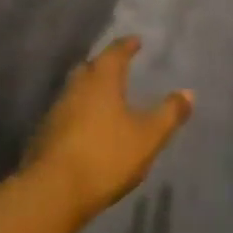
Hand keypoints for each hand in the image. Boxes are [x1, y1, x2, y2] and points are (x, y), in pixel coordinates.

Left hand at [24, 37, 192, 226]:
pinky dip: (79, 113)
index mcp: (101, 82)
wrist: (53, 191)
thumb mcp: (148, 137)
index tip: (135, 40)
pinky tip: (88, 126)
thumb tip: (188, 92)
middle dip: (103, 65)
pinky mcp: (45, 136)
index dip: (126, 46)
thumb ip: (169, 114)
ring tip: (105, 97)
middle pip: (89, 69)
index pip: (114, 54)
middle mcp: (75, 89)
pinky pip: (66, 114)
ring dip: (89, 90)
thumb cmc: (106, 156)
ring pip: (75, 91)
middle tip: (118, 66)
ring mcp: (56, 112)